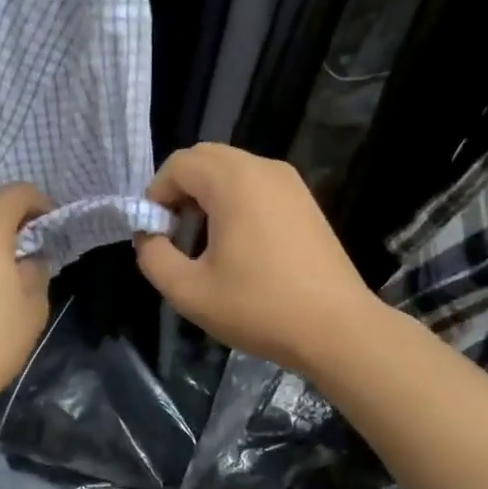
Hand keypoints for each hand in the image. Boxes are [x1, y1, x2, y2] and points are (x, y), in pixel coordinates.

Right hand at [134, 144, 376, 377]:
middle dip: (180, 190)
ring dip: (206, 195)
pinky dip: (234, 200)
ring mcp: (289, 182)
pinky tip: (238, 244)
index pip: (178, 164)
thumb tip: (149, 237)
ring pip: (231, 170)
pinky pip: (255, 184)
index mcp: (233, 181)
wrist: (337, 329)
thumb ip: (153, 256)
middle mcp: (262, 168)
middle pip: (204, 159)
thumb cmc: (259, 308)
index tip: (155, 235)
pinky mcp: (304, 201)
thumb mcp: (188, 291)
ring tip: (203, 242)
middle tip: (174, 234)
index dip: (156, 195)